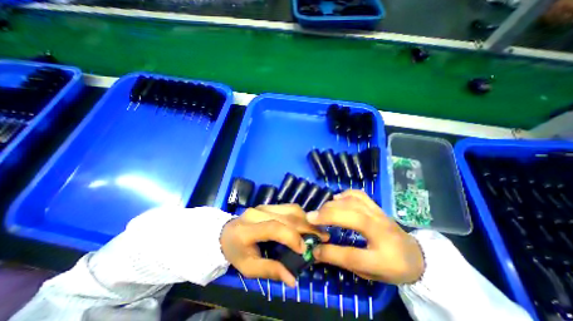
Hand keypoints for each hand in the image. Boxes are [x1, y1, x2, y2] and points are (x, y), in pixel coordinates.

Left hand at [220, 204, 329, 285]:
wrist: (227, 233)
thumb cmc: (236, 251)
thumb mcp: (248, 268)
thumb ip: (270, 271)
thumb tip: (293, 279)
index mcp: (248, 229)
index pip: (273, 227)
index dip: (291, 236)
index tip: (304, 249)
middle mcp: (257, 213)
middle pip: (286, 216)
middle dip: (307, 227)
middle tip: (322, 237)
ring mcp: (263, 206)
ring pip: (290, 209)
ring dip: (306, 219)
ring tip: (316, 230)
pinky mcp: (268, 205)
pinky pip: (288, 207)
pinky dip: (300, 215)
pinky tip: (306, 223)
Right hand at [307, 191, 422, 282]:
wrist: (416, 255)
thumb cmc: (392, 267)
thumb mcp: (370, 273)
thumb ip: (345, 261)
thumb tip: (318, 251)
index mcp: (385, 258)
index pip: (353, 255)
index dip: (330, 252)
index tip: (314, 248)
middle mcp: (383, 232)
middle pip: (353, 218)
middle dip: (328, 216)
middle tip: (310, 218)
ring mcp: (380, 215)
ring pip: (354, 203)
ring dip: (333, 205)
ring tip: (321, 210)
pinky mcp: (377, 206)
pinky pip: (359, 195)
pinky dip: (345, 194)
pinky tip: (336, 199)